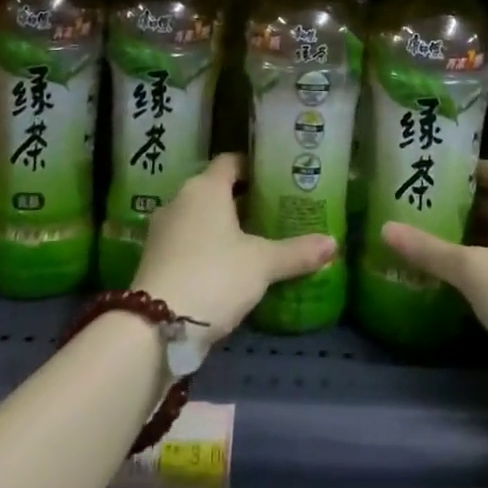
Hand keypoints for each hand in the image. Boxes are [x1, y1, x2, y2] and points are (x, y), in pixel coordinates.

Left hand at [132, 153, 335, 342]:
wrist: (155, 326)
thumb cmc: (215, 276)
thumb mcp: (262, 265)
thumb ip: (297, 252)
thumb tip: (333, 243)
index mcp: (206, 187)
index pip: (231, 161)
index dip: (253, 167)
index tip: (276, 179)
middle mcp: (180, 199)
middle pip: (215, 189)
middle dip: (242, 199)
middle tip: (273, 212)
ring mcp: (162, 229)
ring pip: (199, 216)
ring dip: (222, 225)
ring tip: (254, 241)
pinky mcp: (154, 257)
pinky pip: (186, 240)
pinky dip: (206, 246)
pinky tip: (226, 267)